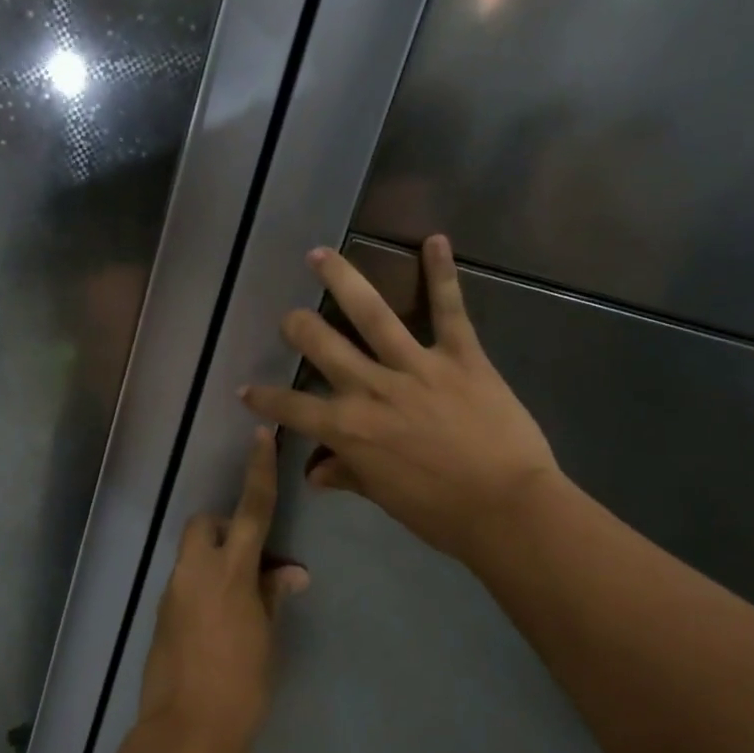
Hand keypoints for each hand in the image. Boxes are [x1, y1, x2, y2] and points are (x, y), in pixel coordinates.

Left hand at [137, 428, 309, 752]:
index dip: (258, 471)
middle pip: (204, 525)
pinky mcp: (161, 615)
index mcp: (230, 571)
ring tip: (242, 602)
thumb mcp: (267, 638)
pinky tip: (221, 624)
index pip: (250, 509)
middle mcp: (195, 572)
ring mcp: (173, 593)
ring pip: (193, 555)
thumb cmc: (242, 685)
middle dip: (224, 529)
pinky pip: (185, 583)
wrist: (188, 733)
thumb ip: (273, 596)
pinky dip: (203, 587)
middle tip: (250, 561)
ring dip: (215, 562)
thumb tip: (290, 572)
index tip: (260, 437)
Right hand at [241, 235, 559, 568]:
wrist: (509, 509)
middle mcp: (372, 388)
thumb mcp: (385, 498)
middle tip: (291, 317)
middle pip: (321, 345)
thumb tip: (315, 473)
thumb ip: (348, 475)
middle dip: (298, 327)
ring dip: (342, 280)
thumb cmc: (442, 513)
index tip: (245, 389)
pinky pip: (449, 310)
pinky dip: (442, 274)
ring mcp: (415, 367)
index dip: (263, 399)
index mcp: (350, 428)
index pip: (292, 408)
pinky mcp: (460, 356)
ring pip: (370, 313)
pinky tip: (434, 239)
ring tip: (320, 255)